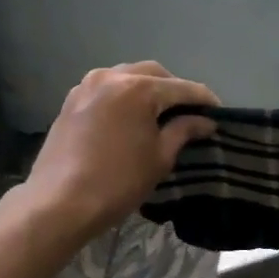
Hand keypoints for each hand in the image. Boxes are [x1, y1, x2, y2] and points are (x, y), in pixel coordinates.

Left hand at [5, 62, 218, 248]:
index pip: (182, 88)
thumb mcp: (160, 157)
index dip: (205, 100)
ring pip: (127, 76)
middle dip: (175, 89)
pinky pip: (107, 88)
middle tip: (190, 112)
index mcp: (138, 88)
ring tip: (161, 112)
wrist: (59, 203)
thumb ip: (184, 131)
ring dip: (148, 88)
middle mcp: (112, 77)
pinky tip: (132, 116)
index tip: (219, 113)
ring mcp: (87, 86)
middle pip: (154, 74)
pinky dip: (124, 96)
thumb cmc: (118, 181)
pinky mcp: (71, 101)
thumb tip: (205, 121)